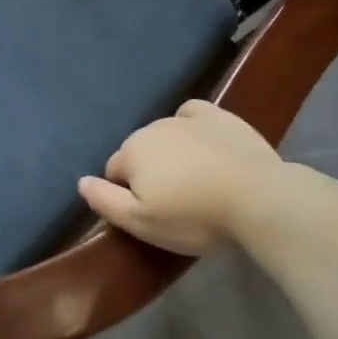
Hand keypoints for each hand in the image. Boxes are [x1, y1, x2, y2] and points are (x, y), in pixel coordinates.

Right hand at [79, 100, 283, 255]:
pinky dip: (191, 127)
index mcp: (132, 151)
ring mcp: (188, 118)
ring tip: (195, 181)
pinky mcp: (220, 116)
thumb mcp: (142, 223)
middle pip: (140, 151)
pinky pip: (193, 116)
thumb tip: (80, 181)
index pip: (114, 172)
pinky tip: (204, 145)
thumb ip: (105, 201)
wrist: (257, 197)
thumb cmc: (194, 216)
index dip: (127, 195)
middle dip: (149, 172)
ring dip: (171, 153)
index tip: (151, 214)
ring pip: (165, 134)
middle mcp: (154, 127)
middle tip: (174, 202)